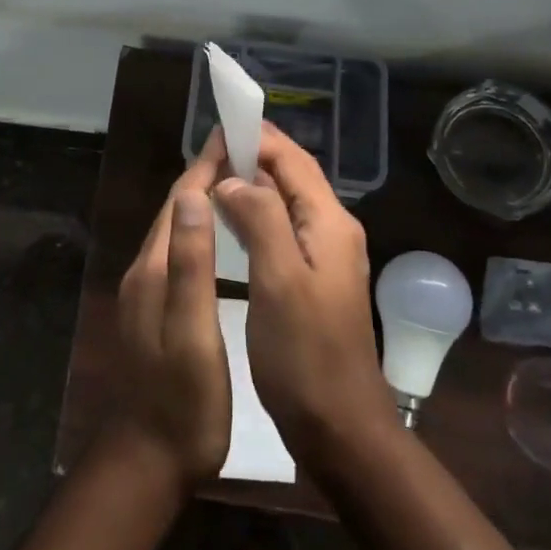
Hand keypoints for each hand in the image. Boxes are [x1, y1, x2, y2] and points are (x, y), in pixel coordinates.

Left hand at [109, 135, 231, 488]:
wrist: (151, 457)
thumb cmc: (182, 398)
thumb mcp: (192, 330)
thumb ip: (191, 264)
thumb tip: (196, 196)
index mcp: (153, 269)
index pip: (180, 202)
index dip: (205, 167)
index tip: (232, 137)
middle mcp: (146, 272)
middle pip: (176, 212)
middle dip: (204, 176)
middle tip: (242, 152)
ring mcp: (148, 292)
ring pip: (177, 232)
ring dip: (202, 202)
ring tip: (237, 183)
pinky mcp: (157, 310)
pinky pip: (179, 254)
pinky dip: (200, 232)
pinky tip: (220, 238)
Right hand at [213, 123, 393, 468]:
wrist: (340, 425)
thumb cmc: (305, 354)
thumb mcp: (279, 280)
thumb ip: (259, 219)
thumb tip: (234, 180)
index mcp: (328, 223)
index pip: (292, 161)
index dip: (258, 138)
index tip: (220, 124)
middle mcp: (332, 230)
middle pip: (293, 176)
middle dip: (255, 155)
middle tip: (210, 147)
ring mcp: (326, 256)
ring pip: (288, 202)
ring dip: (255, 183)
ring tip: (215, 175)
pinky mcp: (314, 279)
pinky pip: (284, 228)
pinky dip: (258, 213)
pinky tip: (233, 220)